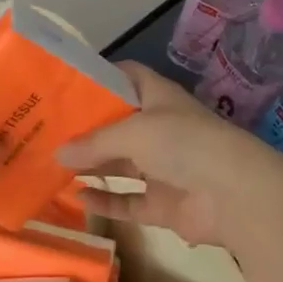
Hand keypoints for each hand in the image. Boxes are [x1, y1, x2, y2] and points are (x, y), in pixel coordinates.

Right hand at [56, 62, 282, 246]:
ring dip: (93, 166)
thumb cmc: (184, 144)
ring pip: (121, 164)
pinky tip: (79, 198)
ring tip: (54, 165)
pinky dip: (107, 201)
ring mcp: (163, 168)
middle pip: (118, 125)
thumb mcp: (133, 133)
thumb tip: (57, 154)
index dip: (100, 77)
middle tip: (47, 130)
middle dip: (86, 128)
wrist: (235, 195)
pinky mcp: (164, 204)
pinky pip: (129, 201)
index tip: (65, 84)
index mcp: (158, 98)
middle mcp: (160, 129)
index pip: (127, 77)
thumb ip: (94, 143)